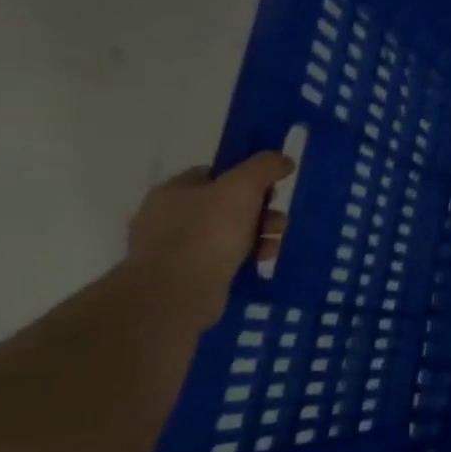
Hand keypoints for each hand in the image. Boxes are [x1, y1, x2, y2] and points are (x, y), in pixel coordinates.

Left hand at [124, 153, 293, 329]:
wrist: (178, 291)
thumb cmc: (208, 231)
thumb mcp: (243, 187)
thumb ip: (265, 166)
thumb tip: (283, 160)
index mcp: (173, 190)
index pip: (214, 174)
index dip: (246, 179)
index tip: (271, 190)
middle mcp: (167, 216)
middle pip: (226, 205)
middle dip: (259, 212)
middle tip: (277, 223)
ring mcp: (172, 248)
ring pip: (227, 233)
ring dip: (258, 235)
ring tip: (273, 245)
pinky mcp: (184, 276)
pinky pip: (222, 259)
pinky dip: (245, 257)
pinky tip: (261, 261)